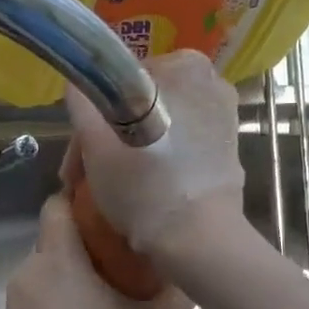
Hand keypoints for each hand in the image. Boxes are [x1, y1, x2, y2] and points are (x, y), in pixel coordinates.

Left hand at [0, 195, 190, 308]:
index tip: (116, 213)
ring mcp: (15, 300)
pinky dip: (62, 297)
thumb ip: (172, 296)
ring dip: (77, 273)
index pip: (59, 204)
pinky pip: (39, 294)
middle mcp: (29, 270)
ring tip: (112, 296)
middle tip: (127, 260)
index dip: (84, 200)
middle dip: (89, 242)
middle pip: (56, 237)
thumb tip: (185, 274)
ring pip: (49, 267)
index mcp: (58, 259)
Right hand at [64, 51, 245, 260]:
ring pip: (162, 128)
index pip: (120, 85)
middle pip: (142, 107)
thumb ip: (82, 103)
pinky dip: (162, 162)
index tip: (77, 160)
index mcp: (183, 67)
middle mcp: (212, 84)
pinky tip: (146, 192)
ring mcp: (225, 119)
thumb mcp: (96, 142)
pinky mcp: (231, 153)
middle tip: (86, 179)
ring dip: (134, 151)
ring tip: (112, 190)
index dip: (91, 122)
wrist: (199, 241)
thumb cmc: (145, 186)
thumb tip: (78, 86)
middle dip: (113, 139)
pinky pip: (184, 148)